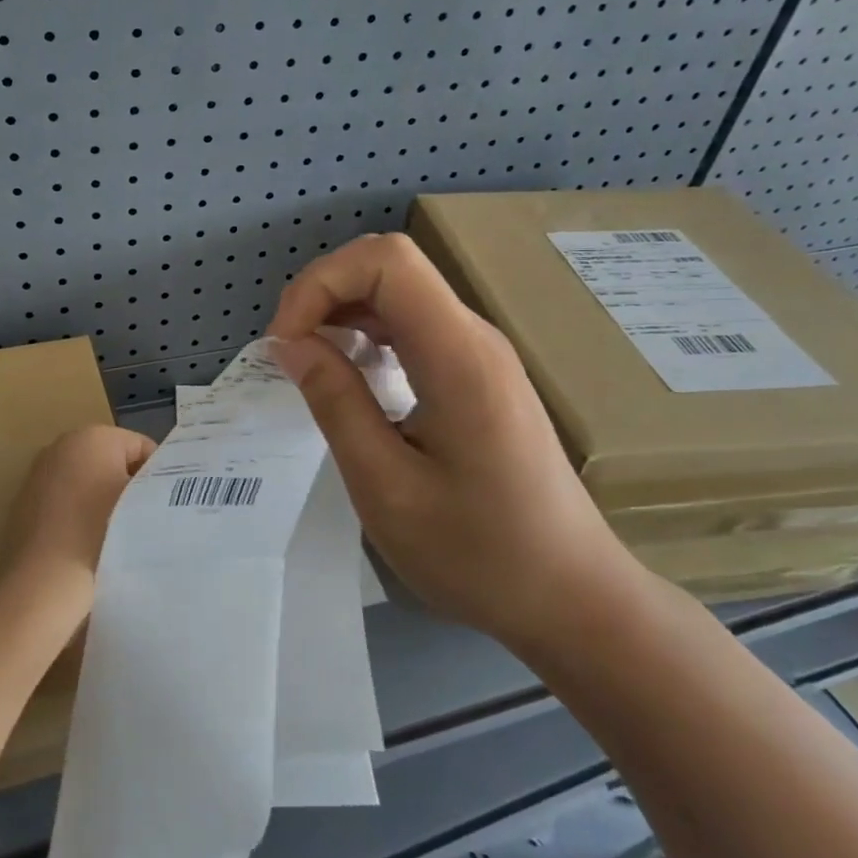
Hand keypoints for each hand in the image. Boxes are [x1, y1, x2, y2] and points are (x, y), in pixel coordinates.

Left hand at [0, 425, 155, 618]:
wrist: (43, 582)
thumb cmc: (101, 533)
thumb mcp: (143, 503)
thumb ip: (158, 485)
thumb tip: (160, 486)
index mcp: (93, 436)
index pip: (142, 447)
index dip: (158, 476)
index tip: (163, 506)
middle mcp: (62, 444)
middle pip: (112, 460)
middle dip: (128, 485)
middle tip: (143, 519)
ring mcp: (39, 472)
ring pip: (88, 481)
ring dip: (104, 500)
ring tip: (117, 535)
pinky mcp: (25, 500)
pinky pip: (66, 499)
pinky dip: (79, 514)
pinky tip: (87, 542)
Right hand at [267, 233, 633, 644]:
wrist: (571, 596)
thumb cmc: (478, 554)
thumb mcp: (386, 488)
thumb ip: (336, 404)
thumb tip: (290, 344)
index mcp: (457, 356)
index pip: (385, 261)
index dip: (320, 283)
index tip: (286, 344)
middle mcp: (474, 337)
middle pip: (390, 266)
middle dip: (324, 293)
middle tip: (289, 354)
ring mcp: (481, 353)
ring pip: (400, 292)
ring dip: (342, 313)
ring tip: (308, 366)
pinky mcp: (479, 374)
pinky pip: (414, 326)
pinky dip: (367, 335)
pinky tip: (349, 378)